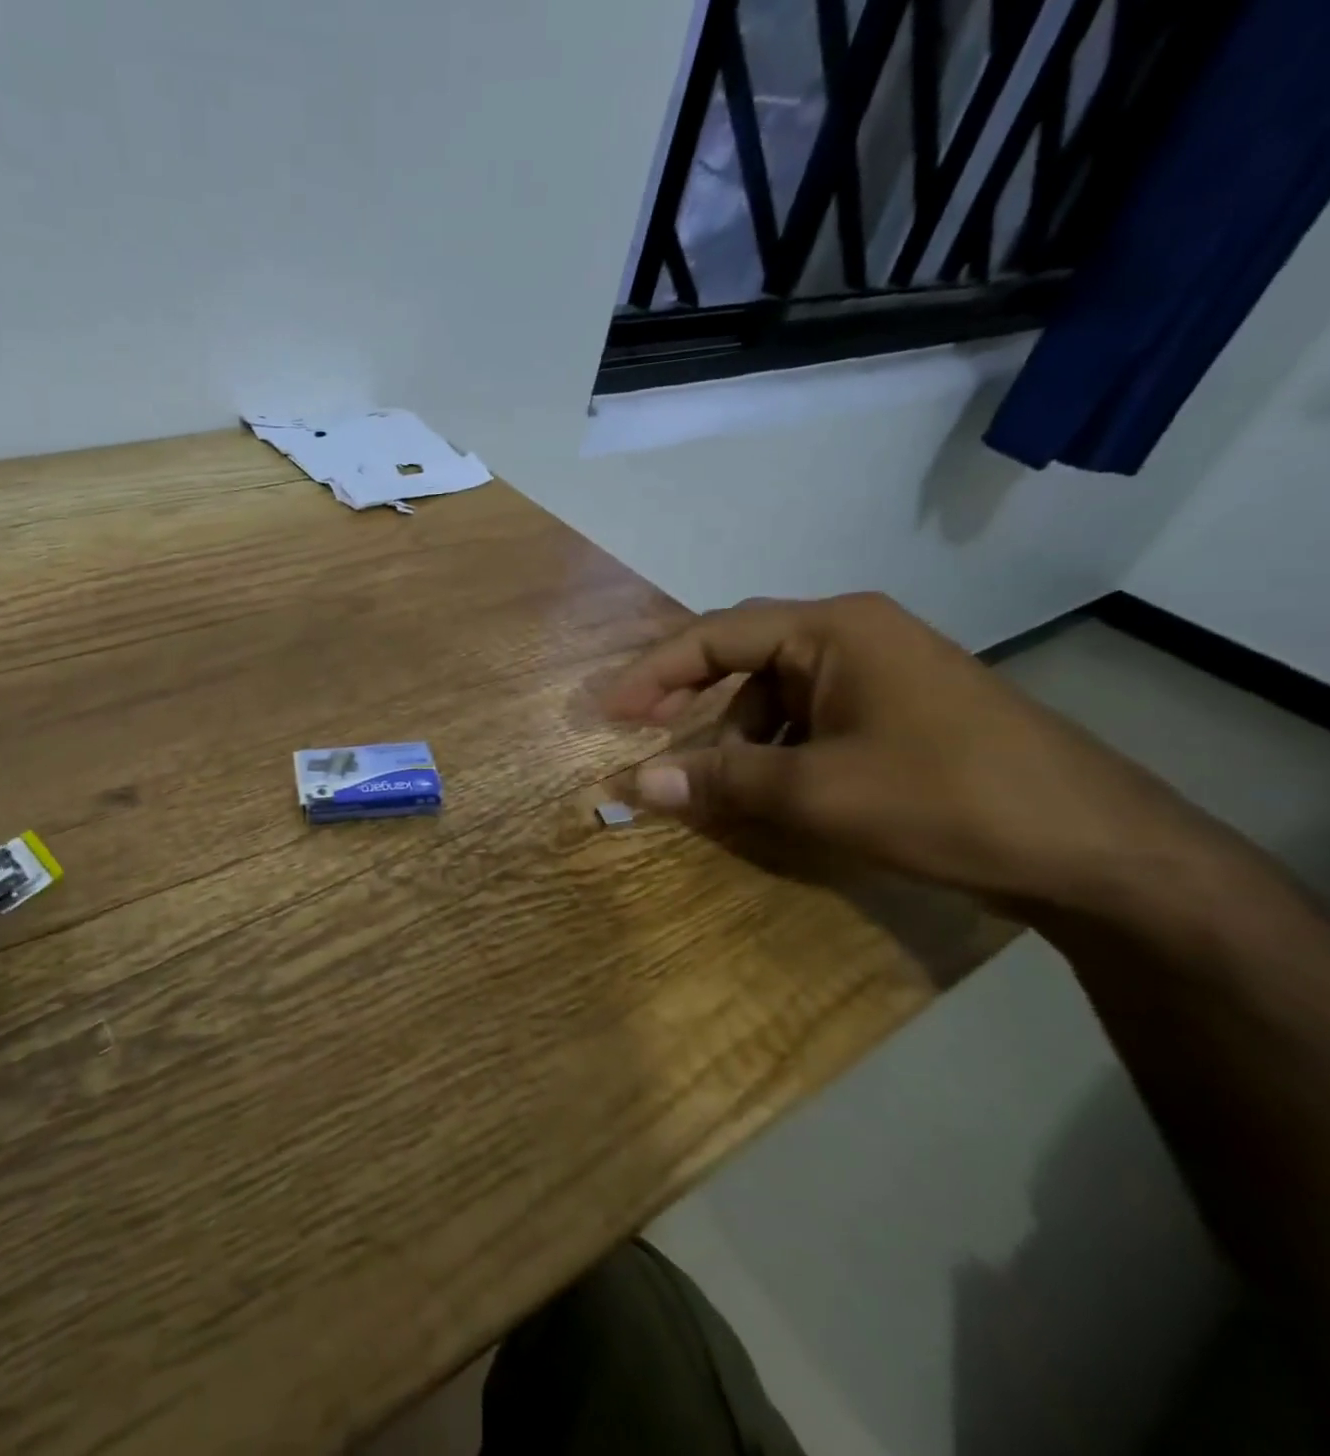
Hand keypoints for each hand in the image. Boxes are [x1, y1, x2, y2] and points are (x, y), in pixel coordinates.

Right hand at [600, 593, 1210, 913]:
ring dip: (731, 733)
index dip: (651, 674)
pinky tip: (766, 787)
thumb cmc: (945, 799)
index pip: (714, 636)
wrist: (1097, 850)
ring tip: (707, 779)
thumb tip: (634, 785)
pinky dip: (772, 748)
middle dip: (687, 697)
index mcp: (833, 629)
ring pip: (773, 693)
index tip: (606, 713)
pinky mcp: (896, 711)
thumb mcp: (816, 792)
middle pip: (741, 656)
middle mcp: (853, 636)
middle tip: (640, 734)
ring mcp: (879, 673)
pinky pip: (807, 717)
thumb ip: (719, 781)